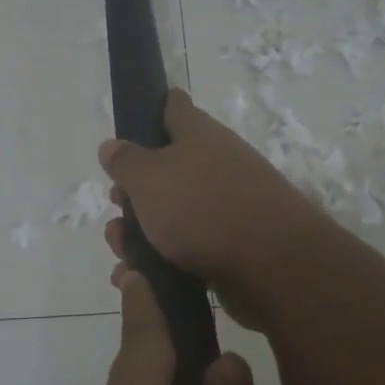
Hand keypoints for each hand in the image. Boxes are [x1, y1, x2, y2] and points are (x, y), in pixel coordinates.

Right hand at [100, 88, 330, 329]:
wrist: (273, 267)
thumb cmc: (203, 208)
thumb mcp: (149, 178)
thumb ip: (125, 161)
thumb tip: (111, 145)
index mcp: (200, 135)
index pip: (174, 106)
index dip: (149, 111)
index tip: (127, 129)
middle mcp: (217, 164)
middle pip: (167, 168)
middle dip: (134, 191)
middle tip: (116, 208)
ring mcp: (228, 206)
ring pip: (173, 213)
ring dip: (141, 232)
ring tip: (122, 254)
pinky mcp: (233, 247)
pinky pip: (187, 249)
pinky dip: (161, 262)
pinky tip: (141, 278)